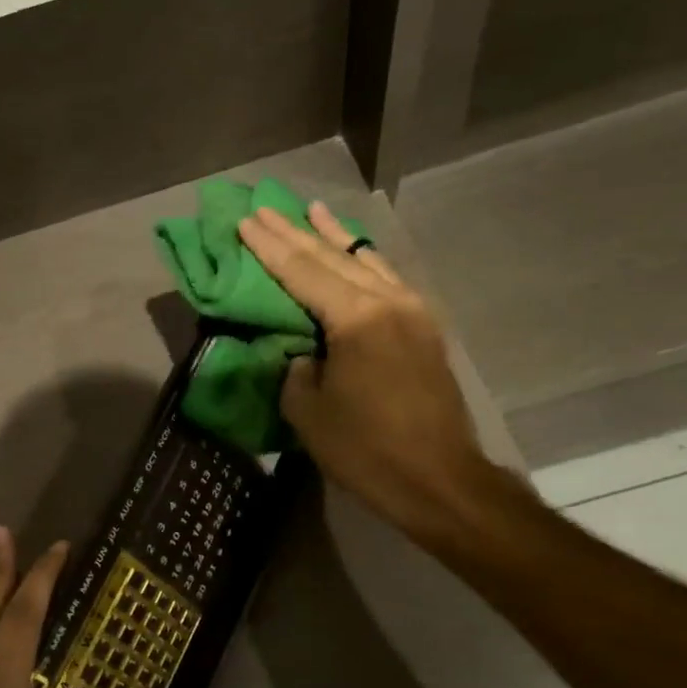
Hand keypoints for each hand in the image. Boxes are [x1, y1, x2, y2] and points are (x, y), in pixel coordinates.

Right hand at [237, 202, 499, 543]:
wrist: (441, 480)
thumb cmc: (367, 450)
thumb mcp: (309, 413)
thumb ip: (297, 369)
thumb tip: (305, 352)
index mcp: (356, 318)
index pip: (302, 272)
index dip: (269, 247)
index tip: (245, 221)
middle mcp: (388, 302)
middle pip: (333, 257)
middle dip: (295, 232)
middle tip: (265, 208)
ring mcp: (413, 312)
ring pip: (366, 261)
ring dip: (334, 237)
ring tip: (312, 211)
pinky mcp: (425, 329)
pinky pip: (388, 280)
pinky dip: (364, 261)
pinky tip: (356, 252)